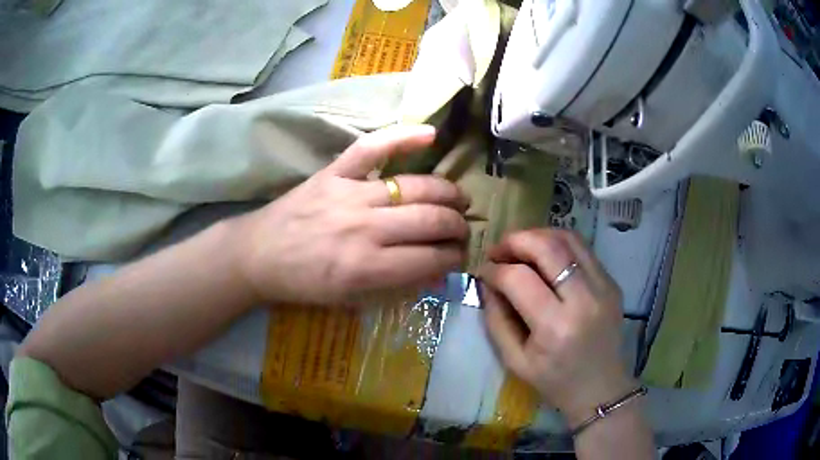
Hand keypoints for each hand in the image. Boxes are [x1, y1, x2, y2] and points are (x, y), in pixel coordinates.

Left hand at [236, 125, 469, 305]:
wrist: (259, 255)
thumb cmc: (304, 283)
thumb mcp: (351, 299)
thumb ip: (396, 285)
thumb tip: (437, 272)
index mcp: (367, 268)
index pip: (430, 259)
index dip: (454, 257)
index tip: (460, 255)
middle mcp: (364, 229)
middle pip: (430, 220)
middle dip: (457, 225)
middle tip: (462, 228)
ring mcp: (349, 195)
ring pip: (414, 187)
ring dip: (446, 192)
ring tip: (458, 198)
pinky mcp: (334, 172)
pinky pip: (372, 148)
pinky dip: (402, 137)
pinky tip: (430, 134)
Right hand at [479, 229, 634, 426]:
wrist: (601, 388)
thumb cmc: (554, 381)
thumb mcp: (514, 360)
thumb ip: (496, 318)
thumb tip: (486, 281)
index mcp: (555, 327)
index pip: (519, 279)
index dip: (494, 269)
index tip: (482, 271)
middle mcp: (584, 300)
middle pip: (547, 247)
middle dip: (515, 241)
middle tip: (498, 250)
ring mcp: (604, 287)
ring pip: (568, 238)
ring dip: (538, 236)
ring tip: (520, 248)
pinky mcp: (612, 282)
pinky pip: (583, 249)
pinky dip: (558, 244)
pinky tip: (544, 257)